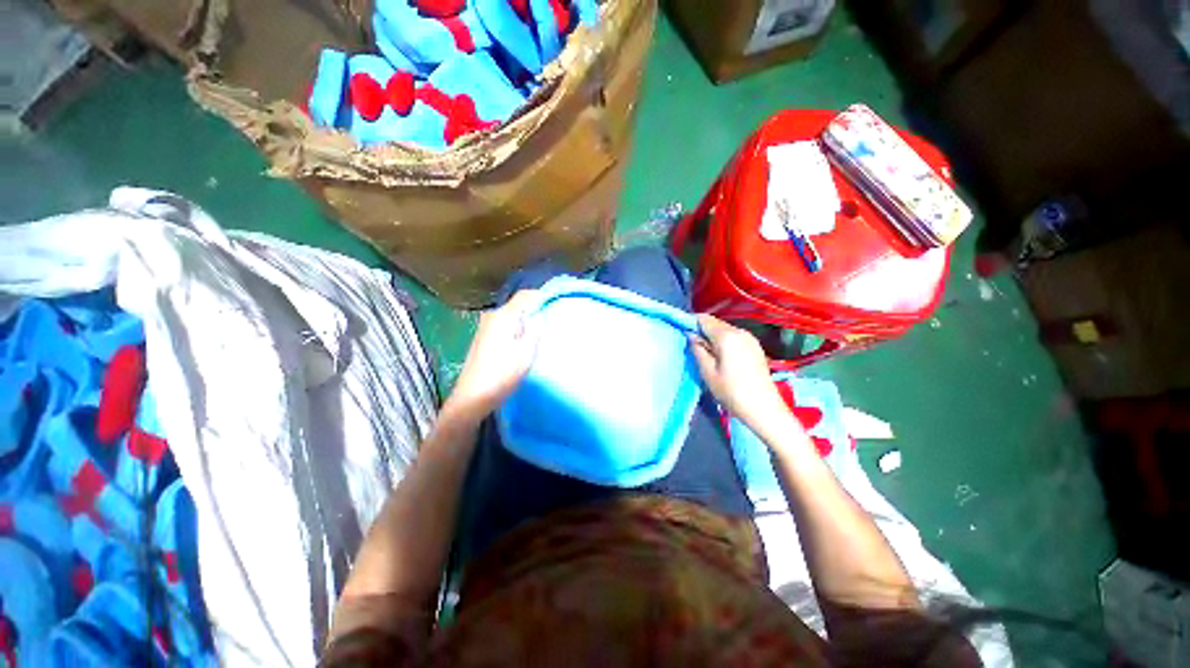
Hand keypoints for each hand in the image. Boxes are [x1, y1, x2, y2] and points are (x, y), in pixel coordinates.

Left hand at [445, 290, 541, 421]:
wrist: (473, 397)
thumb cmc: (502, 374)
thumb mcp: (526, 352)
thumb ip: (535, 329)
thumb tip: (542, 313)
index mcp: (503, 316)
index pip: (525, 295)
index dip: (542, 296)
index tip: (558, 303)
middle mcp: (492, 316)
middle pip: (518, 304)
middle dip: (536, 308)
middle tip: (553, 317)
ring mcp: (486, 327)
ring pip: (512, 315)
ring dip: (527, 318)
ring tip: (543, 329)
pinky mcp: (484, 338)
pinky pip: (506, 324)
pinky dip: (518, 327)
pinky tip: (526, 339)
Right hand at [689, 314, 789, 433]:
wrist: (764, 409)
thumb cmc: (732, 392)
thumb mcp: (708, 372)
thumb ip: (698, 350)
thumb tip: (691, 336)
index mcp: (727, 336)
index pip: (704, 319)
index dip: (691, 323)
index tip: (683, 335)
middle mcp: (740, 332)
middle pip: (715, 324)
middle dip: (702, 331)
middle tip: (693, 349)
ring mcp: (750, 339)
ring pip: (725, 330)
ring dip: (713, 338)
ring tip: (707, 356)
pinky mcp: (755, 347)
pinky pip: (734, 338)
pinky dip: (724, 343)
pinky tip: (722, 359)